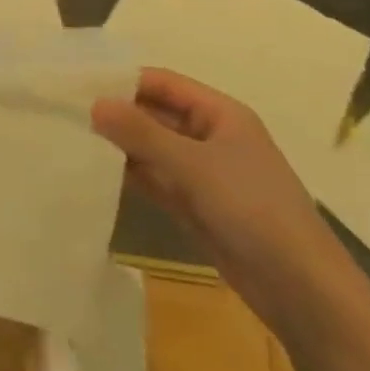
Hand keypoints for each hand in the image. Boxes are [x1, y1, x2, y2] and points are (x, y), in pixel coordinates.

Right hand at [91, 68, 369, 349]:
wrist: (302, 290)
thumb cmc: (253, 209)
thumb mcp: (193, 165)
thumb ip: (141, 133)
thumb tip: (94, 104)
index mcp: (221, 114)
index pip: (164, 83)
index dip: (125, 80)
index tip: (80, 83)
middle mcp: (211, 137)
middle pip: (157, 115)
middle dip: (118, 114)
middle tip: (67, 113)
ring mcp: (204, 174)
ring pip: (154, 149)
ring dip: (121, 146)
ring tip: (73, 139)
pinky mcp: (197, 207)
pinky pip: (157, 180)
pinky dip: (131, 175)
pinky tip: (97, 173)